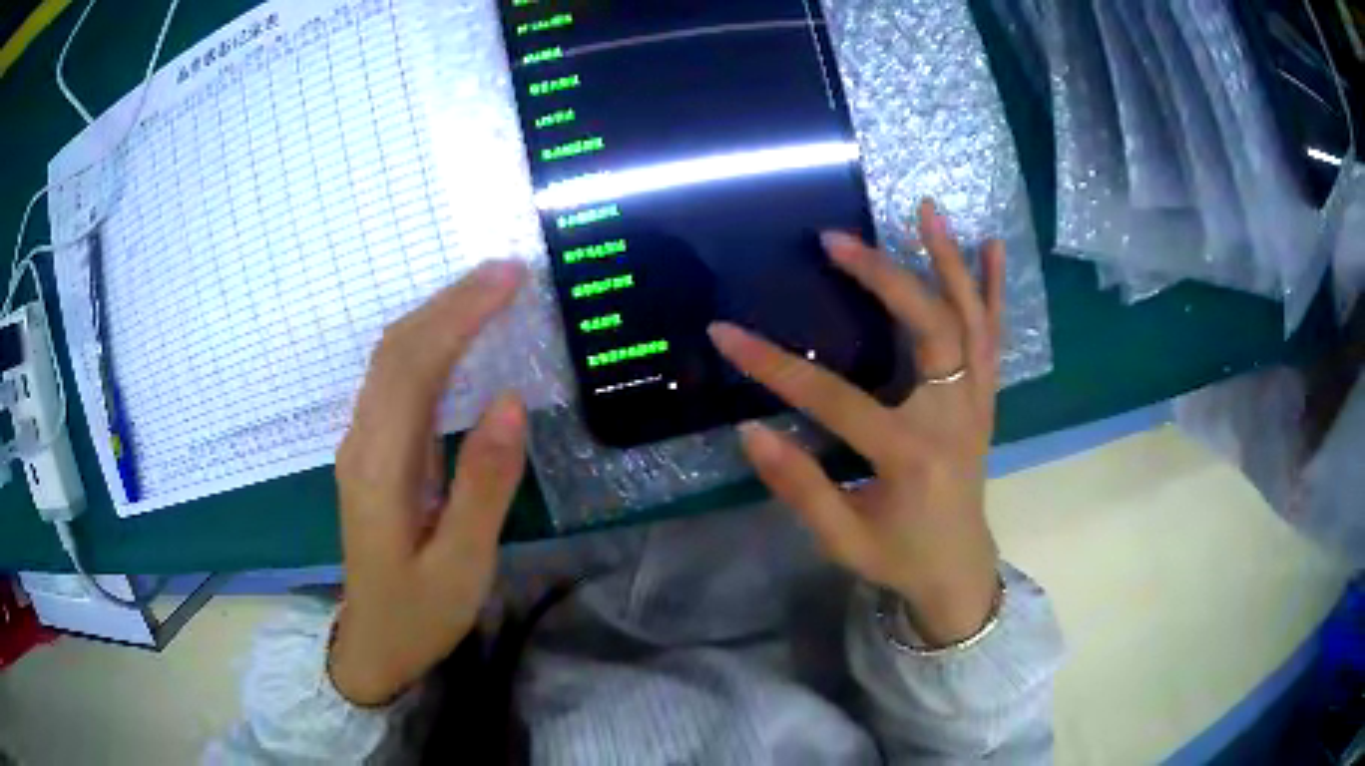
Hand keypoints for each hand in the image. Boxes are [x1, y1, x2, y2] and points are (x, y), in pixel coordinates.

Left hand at [329, 260, 528, 705]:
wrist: (373, 643)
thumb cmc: (420, 612)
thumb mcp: (461, 563)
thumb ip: (483, 484)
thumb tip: (511, 402)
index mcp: (381, 468)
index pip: (414, 366)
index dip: (459, 314)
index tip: (508, 279)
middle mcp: (362, 442)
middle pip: (396, 349)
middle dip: (449, 301)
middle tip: (508, 272)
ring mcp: (361, 445)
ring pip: (390, 359)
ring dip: (436, 315)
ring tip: (490, 292)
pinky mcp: (370, 452)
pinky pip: (394, 379)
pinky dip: (427, 343)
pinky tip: (457, 339)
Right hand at [709, 200, 1003, 646]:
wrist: (958, 570)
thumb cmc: (898, 558)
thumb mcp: (841, 538)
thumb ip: (800, 487)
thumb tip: (752, 431)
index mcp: (910, 455)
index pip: (834, 399)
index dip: (775, 367)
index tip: (727, 333)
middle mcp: (953, 417)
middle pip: (928, 330)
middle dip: (882, 278)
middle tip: (837, 240)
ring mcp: (976, 403)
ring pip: (971, 320)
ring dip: (950, 262)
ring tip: (928, 210)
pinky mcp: (985, 399)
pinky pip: (994, 337)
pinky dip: (995, 290)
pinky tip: (994, 247)